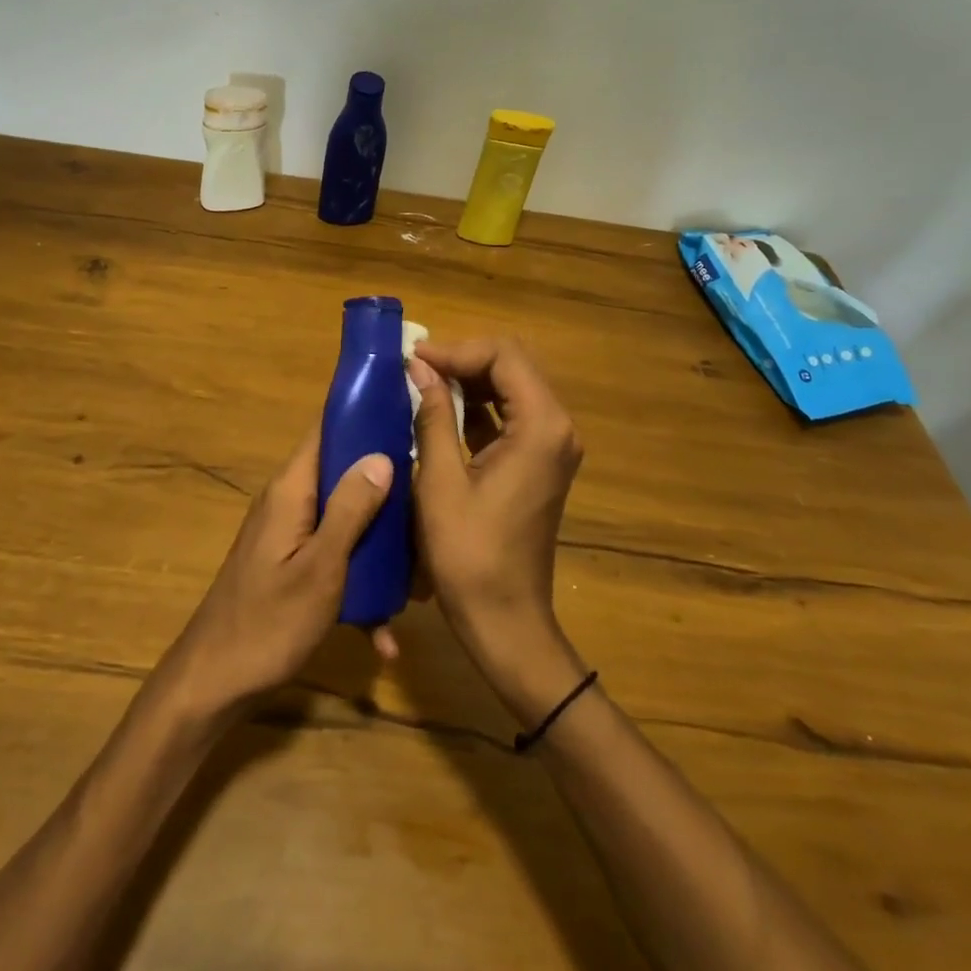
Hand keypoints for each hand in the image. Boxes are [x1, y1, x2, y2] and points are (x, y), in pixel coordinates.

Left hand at [164, 428, 392, 719]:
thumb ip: (350, 509)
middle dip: (386, 488)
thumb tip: (381, 456)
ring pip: (344, 519)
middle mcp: (288, 502)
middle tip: (428, 505)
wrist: (211, 686)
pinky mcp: (290, 565)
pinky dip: (357, 584)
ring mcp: (288, 535)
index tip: (409, 416)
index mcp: (291, 490)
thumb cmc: (268, 623)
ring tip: (417, 576)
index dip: (364, 416)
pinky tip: (382, 632)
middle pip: (343, 474)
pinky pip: (333, 558)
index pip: (326, 429)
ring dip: (378, 544)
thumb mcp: (320, 568)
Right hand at [408, 339, 588, 721]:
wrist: (505, 621)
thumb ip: (434, 416)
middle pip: (513, 365)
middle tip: (415, 367)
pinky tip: (441, 410)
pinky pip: (511, 416)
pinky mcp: (539, 463)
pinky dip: (478, 406)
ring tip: (421, 382)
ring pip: (511, 388)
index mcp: (541, 427)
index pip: (504, 356)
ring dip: (469, 380)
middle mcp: (557, 428)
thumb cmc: (469, 555)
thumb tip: (419, 368)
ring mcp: (552, 446)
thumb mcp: (440, 481)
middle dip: (463, 359)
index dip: (457, 350)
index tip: (414, 358)